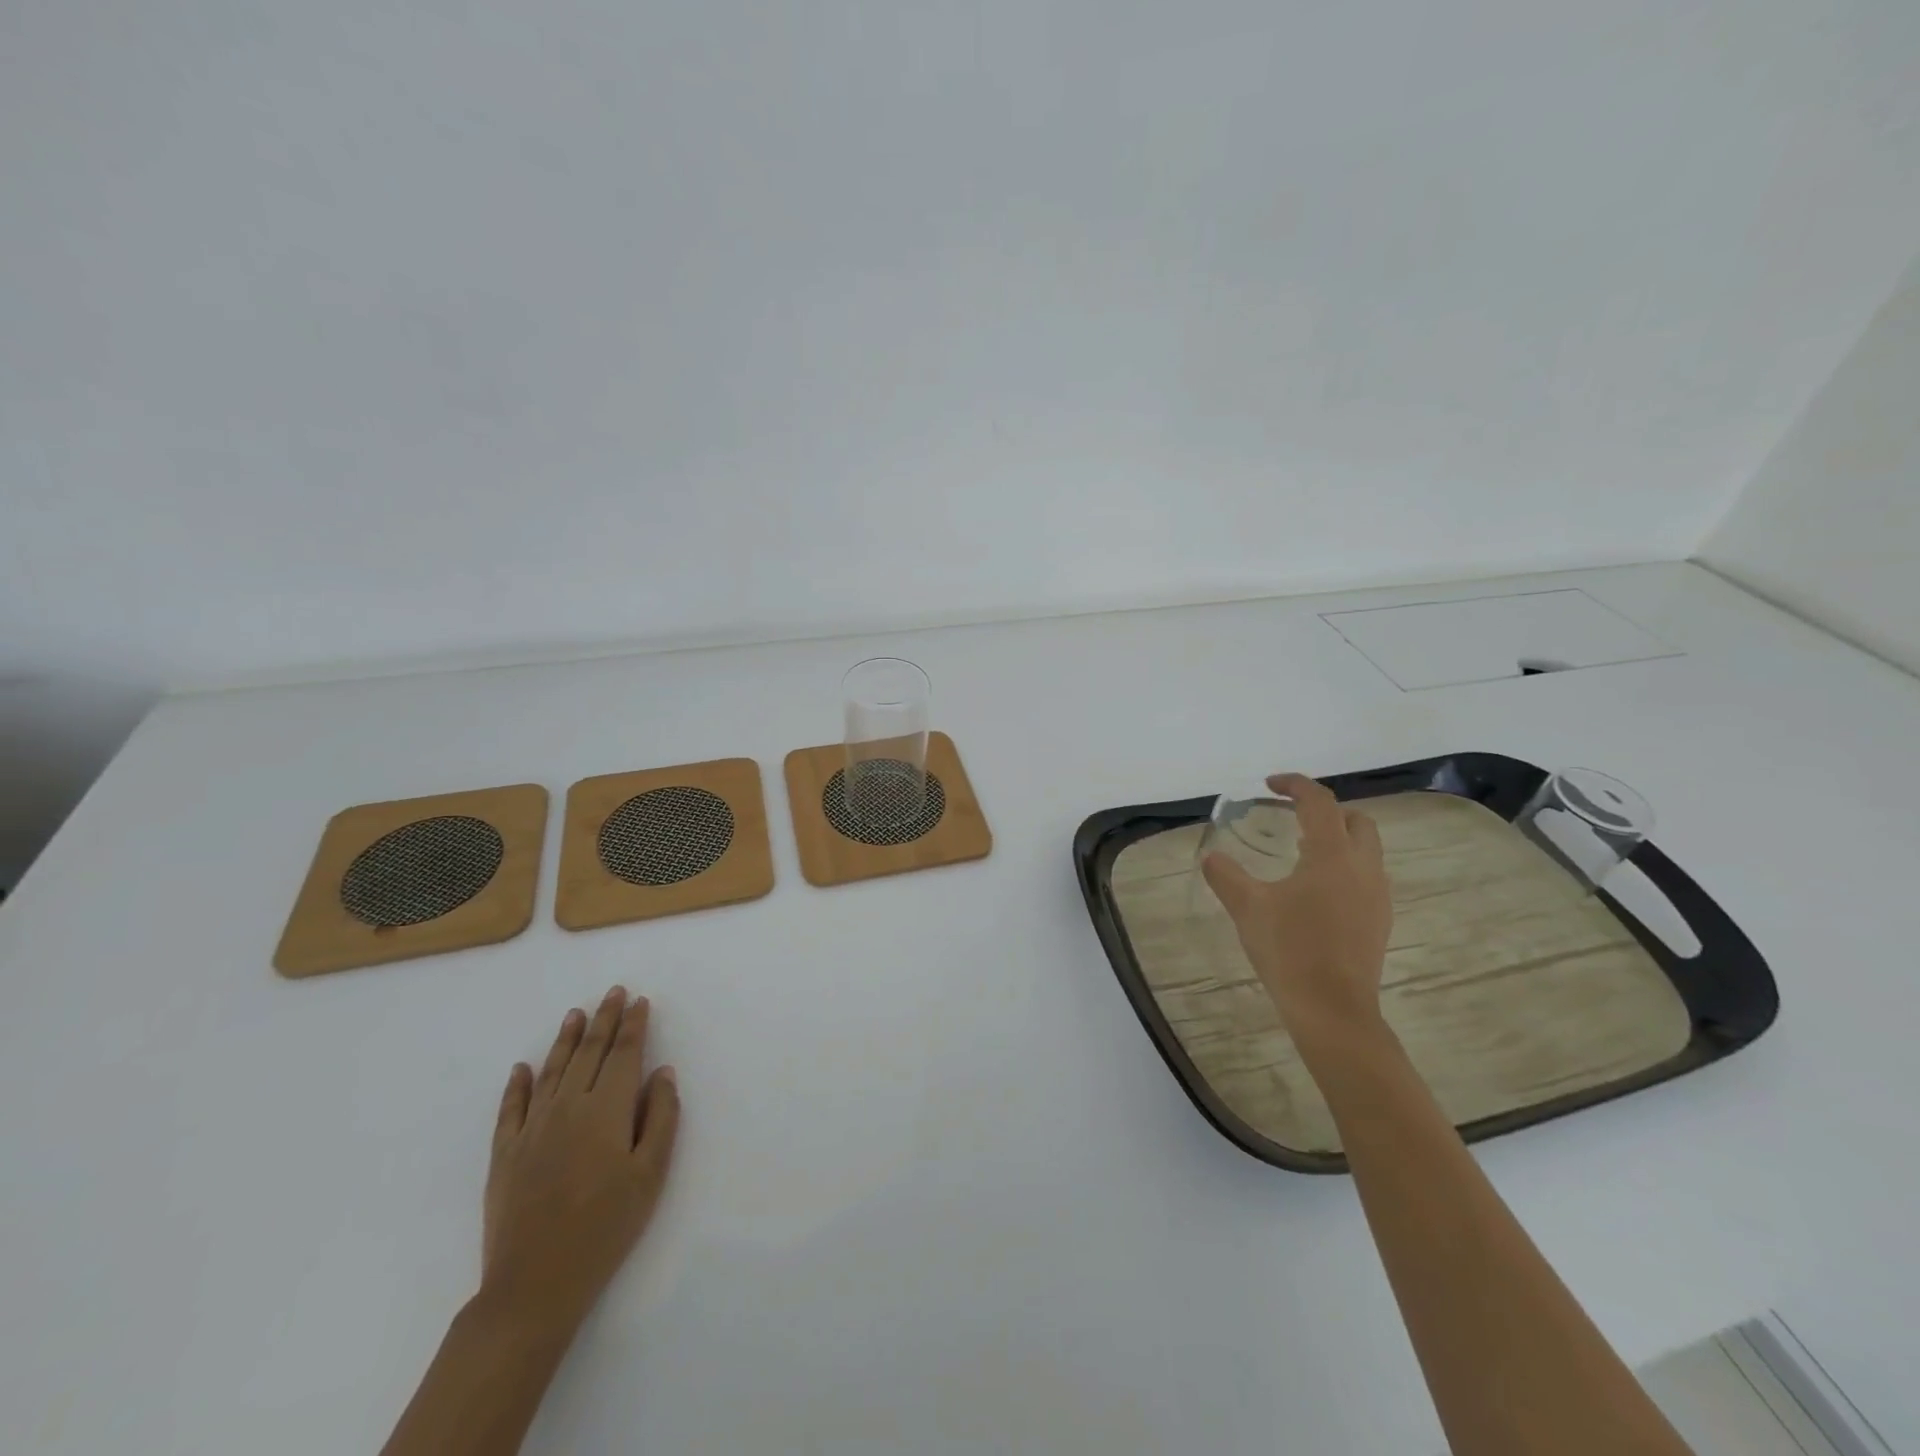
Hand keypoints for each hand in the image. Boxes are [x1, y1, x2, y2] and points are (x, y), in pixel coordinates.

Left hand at [482, 986, 680, 1337]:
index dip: (634, 1025)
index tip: (640, 1001)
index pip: (624, 1054)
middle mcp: (568, 1107)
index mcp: (606, 1109)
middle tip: (613, 992)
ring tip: (576, 1014)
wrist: (534, 1286)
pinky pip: (511, 1108)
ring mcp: (531, 1129)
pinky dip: (517, 1084)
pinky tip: (521, 1068)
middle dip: (604, 1019)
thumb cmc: (605, 1228)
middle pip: (589, 1052)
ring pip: (551, 1071)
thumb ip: (661, 1117)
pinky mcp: (504, 1154)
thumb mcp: (650, 1175)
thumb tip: (662, 1072)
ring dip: (566, 1039)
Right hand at [1201, 773, 1392, 1059]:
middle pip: (1356, 821)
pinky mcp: (1380, 920)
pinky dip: (1344, 867)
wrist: (1333, 1009)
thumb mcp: (1247, 908)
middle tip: (1293, 818)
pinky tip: (1316, 891)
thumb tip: (1211, 857)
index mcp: (1331, 854)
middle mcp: (1363, 867)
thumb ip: (1226, 875)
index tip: (1270, 785)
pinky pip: (1367, 876)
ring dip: (1338, 840)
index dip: (1295, 785)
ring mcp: (1377, 895)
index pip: (1319, 802)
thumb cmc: (1289, 950)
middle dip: (1326, 811)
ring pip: (1366, 849)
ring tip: (1301, 854)